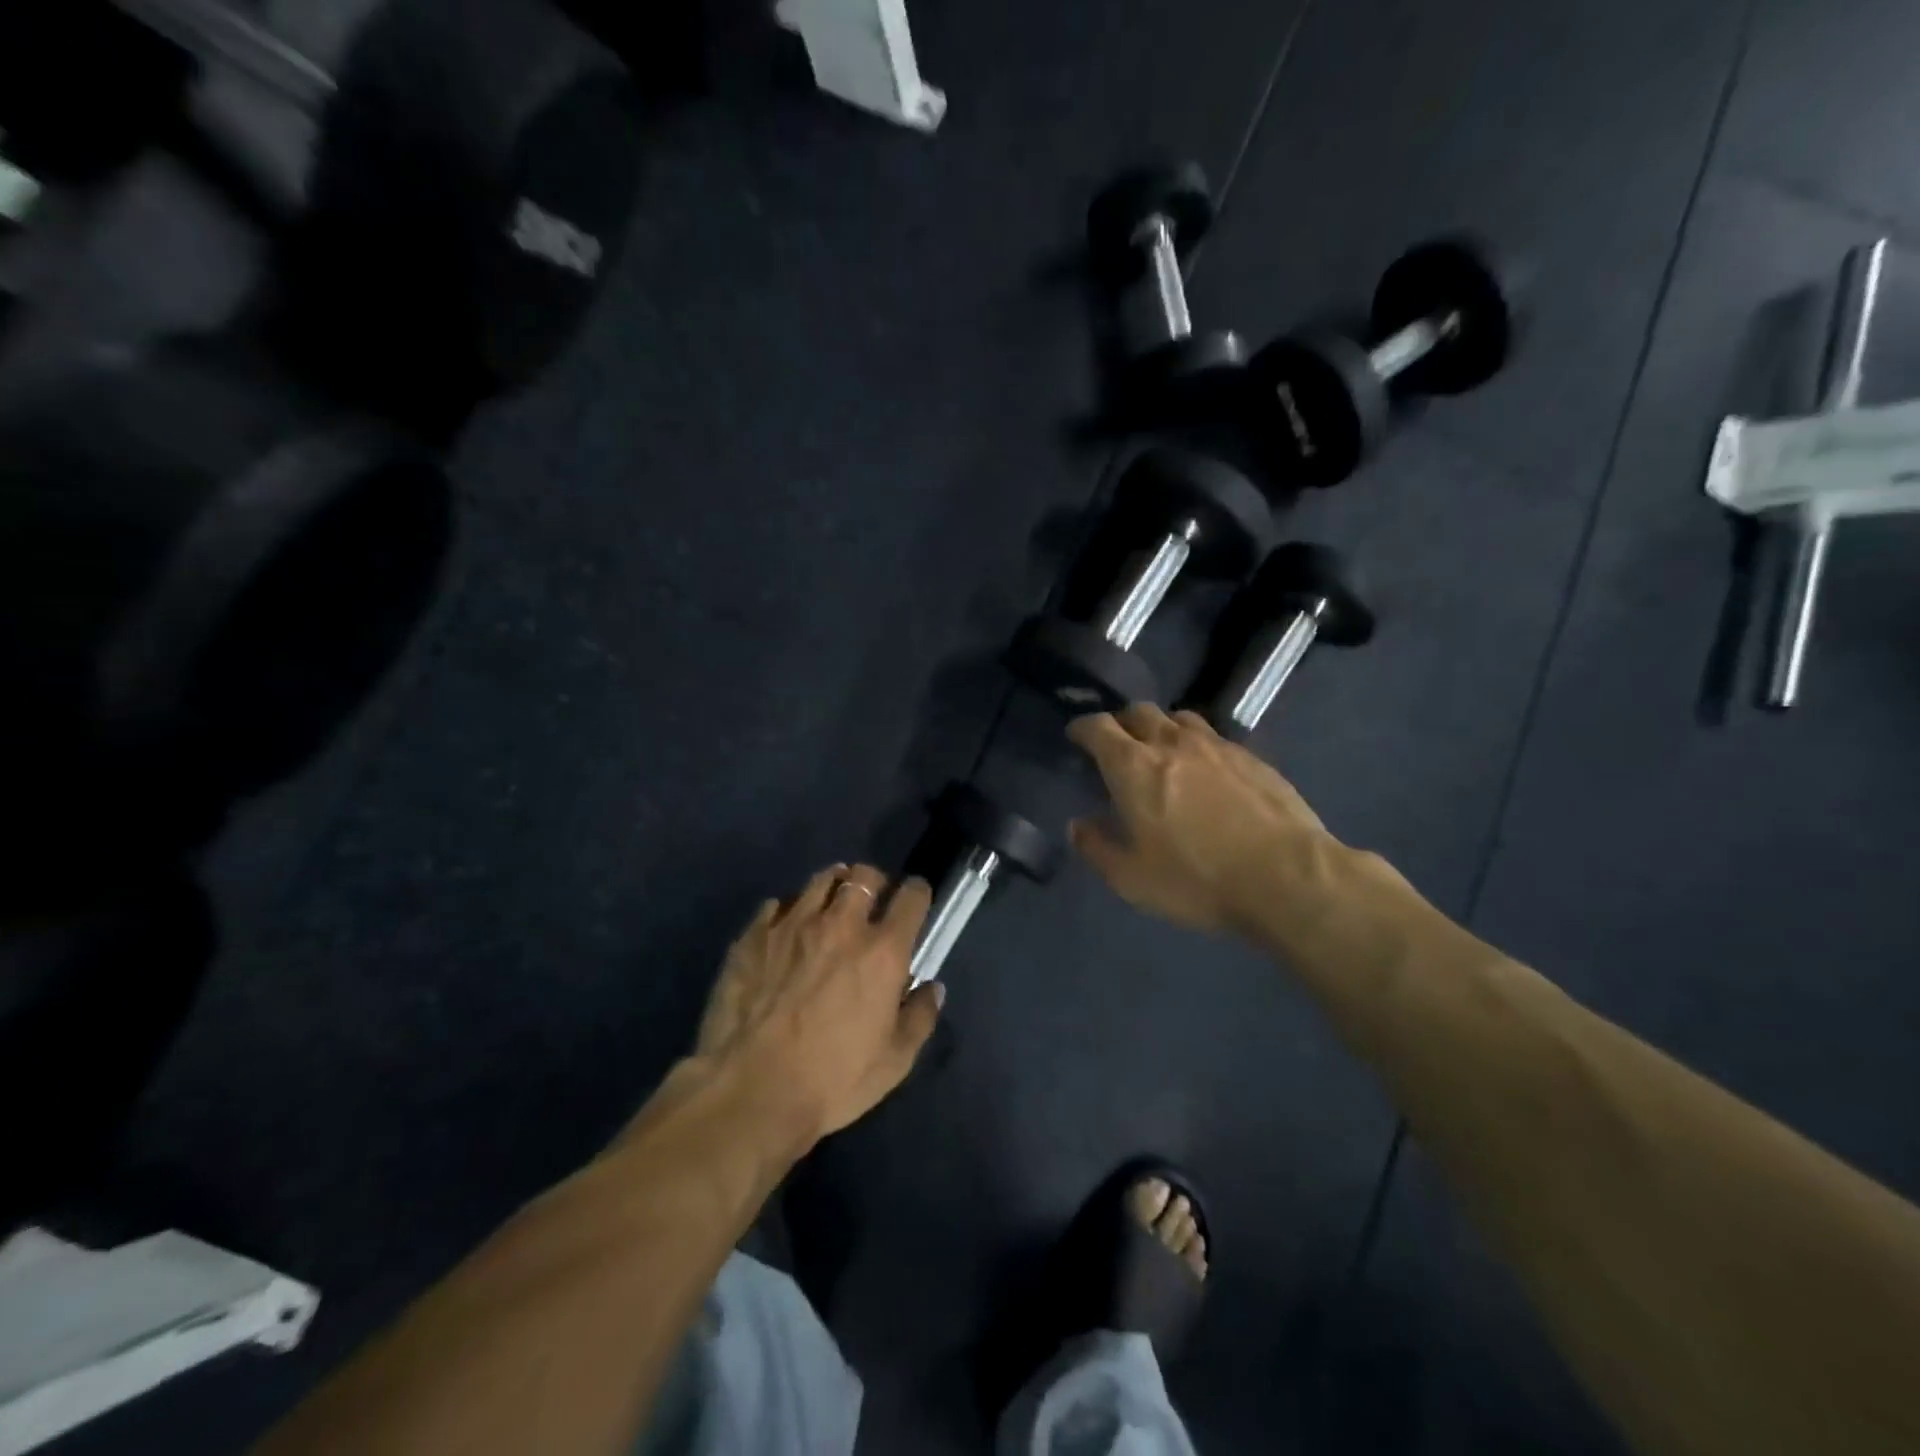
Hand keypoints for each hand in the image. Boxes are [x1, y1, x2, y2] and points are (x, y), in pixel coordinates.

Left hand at [694, 864, 941, 1146]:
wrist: (750, 1091)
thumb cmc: (832, 1080)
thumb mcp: (894, 1062)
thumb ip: (919, 1017)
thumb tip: (931, 988)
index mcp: (882, 952)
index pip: (911, 898)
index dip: (917, 894)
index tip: (915, 902)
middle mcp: (841, 925)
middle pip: (864, 877)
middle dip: (874, 883)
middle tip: (871, 903)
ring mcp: (792, 925)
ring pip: (820, 881)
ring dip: (833, 887)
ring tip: (830, 904)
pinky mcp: (753, 936)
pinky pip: (776, 905)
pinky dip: (789, 911)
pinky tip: (786, 930)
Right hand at [1068, 705, 1341, 937]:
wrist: (1286, 877)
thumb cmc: (1197, 879)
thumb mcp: (1132, 878)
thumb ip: (1097, 848)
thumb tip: (1077, 825)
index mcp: (1134, 767)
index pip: (1098, 727)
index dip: (1082, 728)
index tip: (1076, 736)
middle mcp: (1171, 744)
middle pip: (1139, 712)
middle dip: (1122, 722)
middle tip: (1118, 744)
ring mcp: (1216, 746)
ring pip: (1180, 717)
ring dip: (1162, 727)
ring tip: (1162, 750)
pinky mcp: (1252, 758)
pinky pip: (1214, 737)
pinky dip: (1198, 744)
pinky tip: (1206, 770)